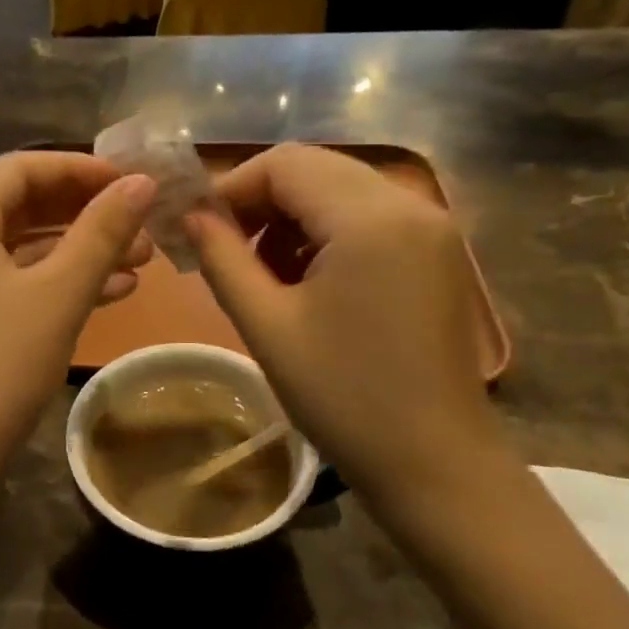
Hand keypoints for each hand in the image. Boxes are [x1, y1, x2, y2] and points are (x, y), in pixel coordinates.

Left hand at [0, 152, 155, 491]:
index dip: (76, 168)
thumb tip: (141, 182)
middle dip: (83, 212)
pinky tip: (109, 296)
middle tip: (141, 223)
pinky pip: (9, 286)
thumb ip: (101, 232)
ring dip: (77, 251)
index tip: (128, 182)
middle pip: (18, 206)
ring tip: (141, 260)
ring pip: (19, 250)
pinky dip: (54, 285)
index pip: (18, 168)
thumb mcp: (58, 294)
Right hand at [185, 144, 501, 502]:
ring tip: (262, 270)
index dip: (231, 187)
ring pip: (340, 188)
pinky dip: (326, 231)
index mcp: (369, 218)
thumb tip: (190, 215)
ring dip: (292, 214)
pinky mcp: (437, 251)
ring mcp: (431, 227)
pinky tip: (306, 278)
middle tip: (221, 245)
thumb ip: (222, 258)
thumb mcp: (266, 325)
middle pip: (314, 167)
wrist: (436, 465)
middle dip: (260, 199)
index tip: (196, 226)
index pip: (284, 163)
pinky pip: (368, 215)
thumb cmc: (343, 397)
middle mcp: (409, 204)